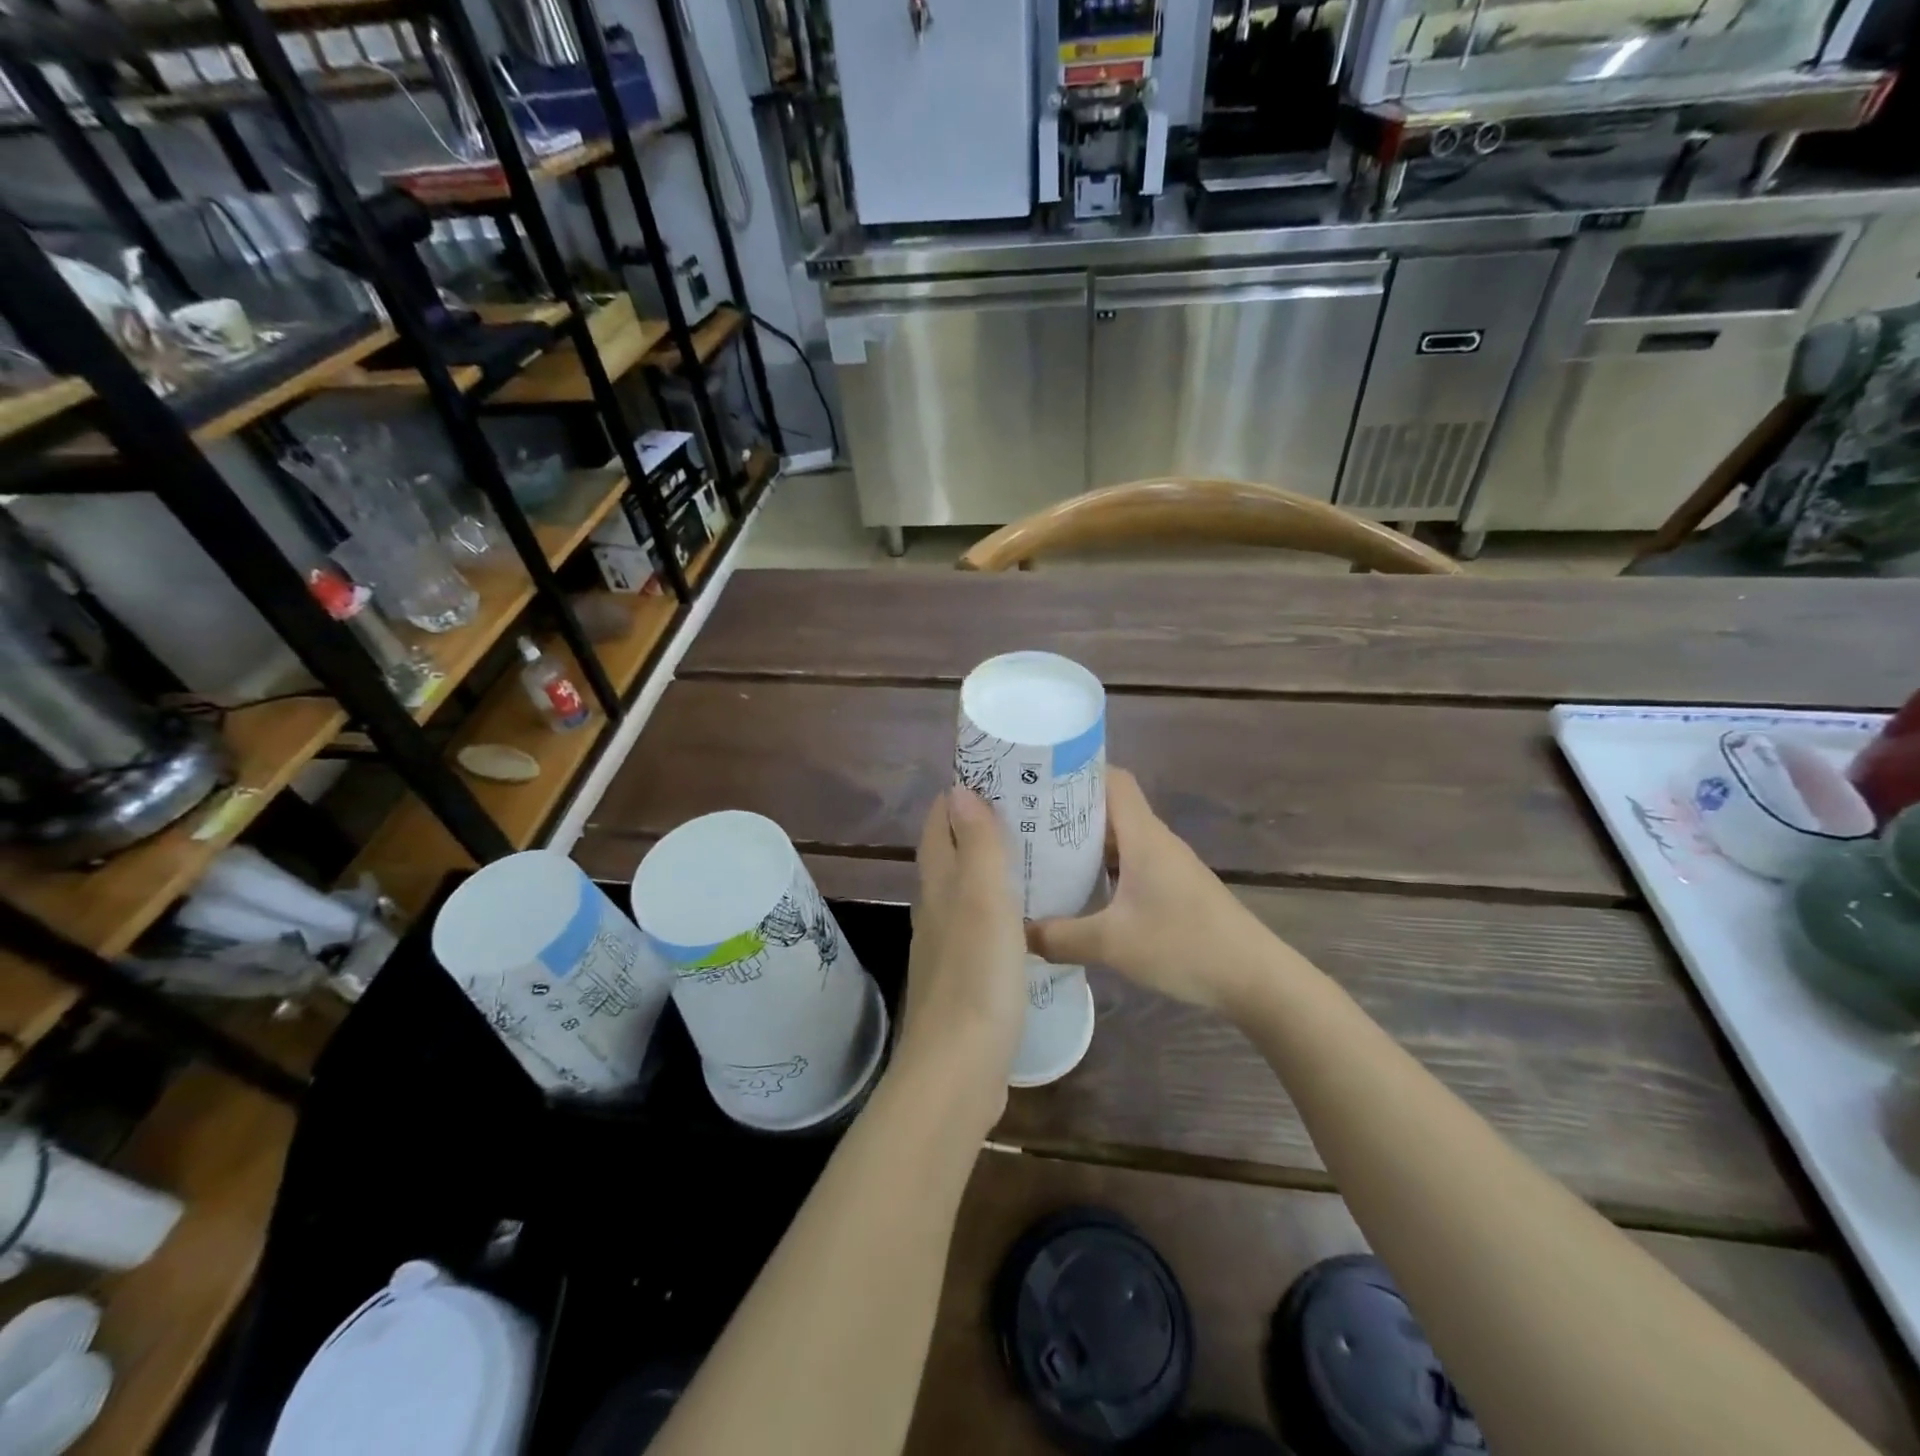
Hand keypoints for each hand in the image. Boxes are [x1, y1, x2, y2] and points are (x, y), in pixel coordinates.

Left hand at [895, 788, 1026, 1125]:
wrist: (958, 1070)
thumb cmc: (977, 978)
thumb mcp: (985, 902)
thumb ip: (977, 846)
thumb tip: (960, 790)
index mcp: (939, 886)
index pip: (939, 825)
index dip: (961, 795)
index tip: (1000, 776)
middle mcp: (935, 910)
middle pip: (951, 855)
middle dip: (980, 827)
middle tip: (1030, 812)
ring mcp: (946, 946)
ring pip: (965, 892)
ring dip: (991, 869)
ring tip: (1036, 857)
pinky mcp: (963, 978)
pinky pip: (980, 927)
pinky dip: (999, 909)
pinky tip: (1029, 918)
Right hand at [1029, 768, 1275, 1013]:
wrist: (1255, 978)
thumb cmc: (1184, 945)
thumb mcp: (1112, 944)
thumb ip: (1060, 937)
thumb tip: (1018, 933)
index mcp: (1143, 836)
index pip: (1112, 780)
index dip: (1076, 772)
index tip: (1036, 780)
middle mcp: (1155, 841)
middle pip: (1109, 808)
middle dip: (1067, 811)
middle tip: (1023, 821)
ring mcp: (1167, 866)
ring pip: (1118, 840)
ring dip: (1083, 844)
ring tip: (1039, 855)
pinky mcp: (1173, 890)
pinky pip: (1129, 866)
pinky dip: (1101, 870)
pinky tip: (1079, 894)